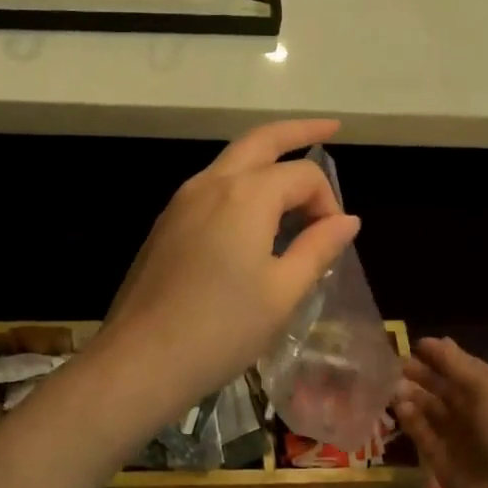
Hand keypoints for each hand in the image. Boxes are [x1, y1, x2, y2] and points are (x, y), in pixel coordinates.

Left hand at [95, 119, 361, 425]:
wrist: (141, 360)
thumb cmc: (221, 329)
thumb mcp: (283, 292)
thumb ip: (318, 248)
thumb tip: (347, 220)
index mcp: (246, 194)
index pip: (302, 175)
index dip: (328, 202)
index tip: (333, 241)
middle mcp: (210, 183)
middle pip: (261, 141)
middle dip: (298, 131)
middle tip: (330, 127)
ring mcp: (181, 200)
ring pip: (232, 161)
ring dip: (266, 159)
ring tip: (294, 179)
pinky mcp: (166, 223)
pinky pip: (212, 187)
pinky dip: (242, 185)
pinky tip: (255, 215)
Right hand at [395, 337, 487, 487]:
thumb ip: (457, 365)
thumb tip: (434, 340)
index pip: (463, 367)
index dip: (440, 355)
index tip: (412, 344)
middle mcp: (477, 412)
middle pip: (444, 388)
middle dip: (421, 374)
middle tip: (393, 363)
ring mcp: (459, 438)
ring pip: (430, 410)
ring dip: (412, 395)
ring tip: (389, 384)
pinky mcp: (443, 461)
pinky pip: (422, 434)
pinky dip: (410, 420)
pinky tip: (398, 406)